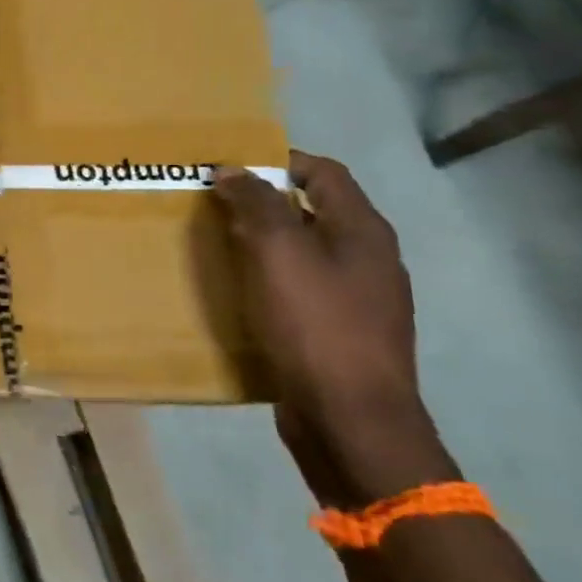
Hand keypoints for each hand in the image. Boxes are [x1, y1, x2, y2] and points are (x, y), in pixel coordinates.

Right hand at [213, 151, 453, 505]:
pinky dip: (269, 281)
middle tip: (212, 207)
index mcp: (363, 231)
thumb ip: (256, 204)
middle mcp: (368, 259)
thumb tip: (233, 170)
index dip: (276, 161)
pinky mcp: (341, 334)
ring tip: (217, 247)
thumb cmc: (316, 325)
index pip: (323, 172)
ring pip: (304, 253)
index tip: (228, 168)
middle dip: (262, 204)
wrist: (350, 419)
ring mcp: (359, 300)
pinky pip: (301, 290)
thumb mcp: (278, 253)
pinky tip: (240, 294)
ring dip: (262, 244)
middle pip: (312, 212)